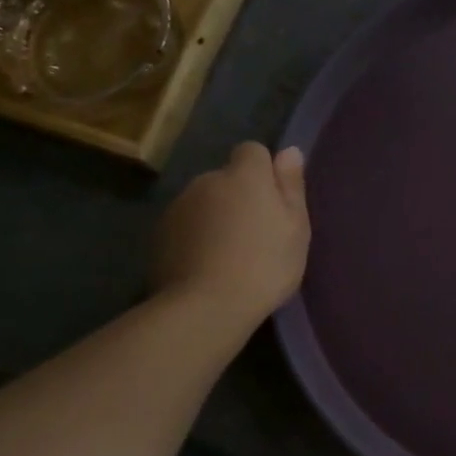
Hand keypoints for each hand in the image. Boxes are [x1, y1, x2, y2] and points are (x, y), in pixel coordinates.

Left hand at [152, 143, 309, 324]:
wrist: (207, 305)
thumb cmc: (265, 264)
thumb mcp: (295, 227)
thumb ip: (291, 186)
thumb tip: (289, 150)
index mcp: (244, 176)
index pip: (252, 151)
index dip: (263, 172)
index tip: (274, 202)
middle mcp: (207, 180)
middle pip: (226, 178)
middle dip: (239, 197)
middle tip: (256, 234)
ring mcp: (178, 207)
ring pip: (204, 202)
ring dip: (216, 217)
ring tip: (230, 254)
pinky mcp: (159, 234)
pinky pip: (186, 226)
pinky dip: (196, 237)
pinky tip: (207, 266)